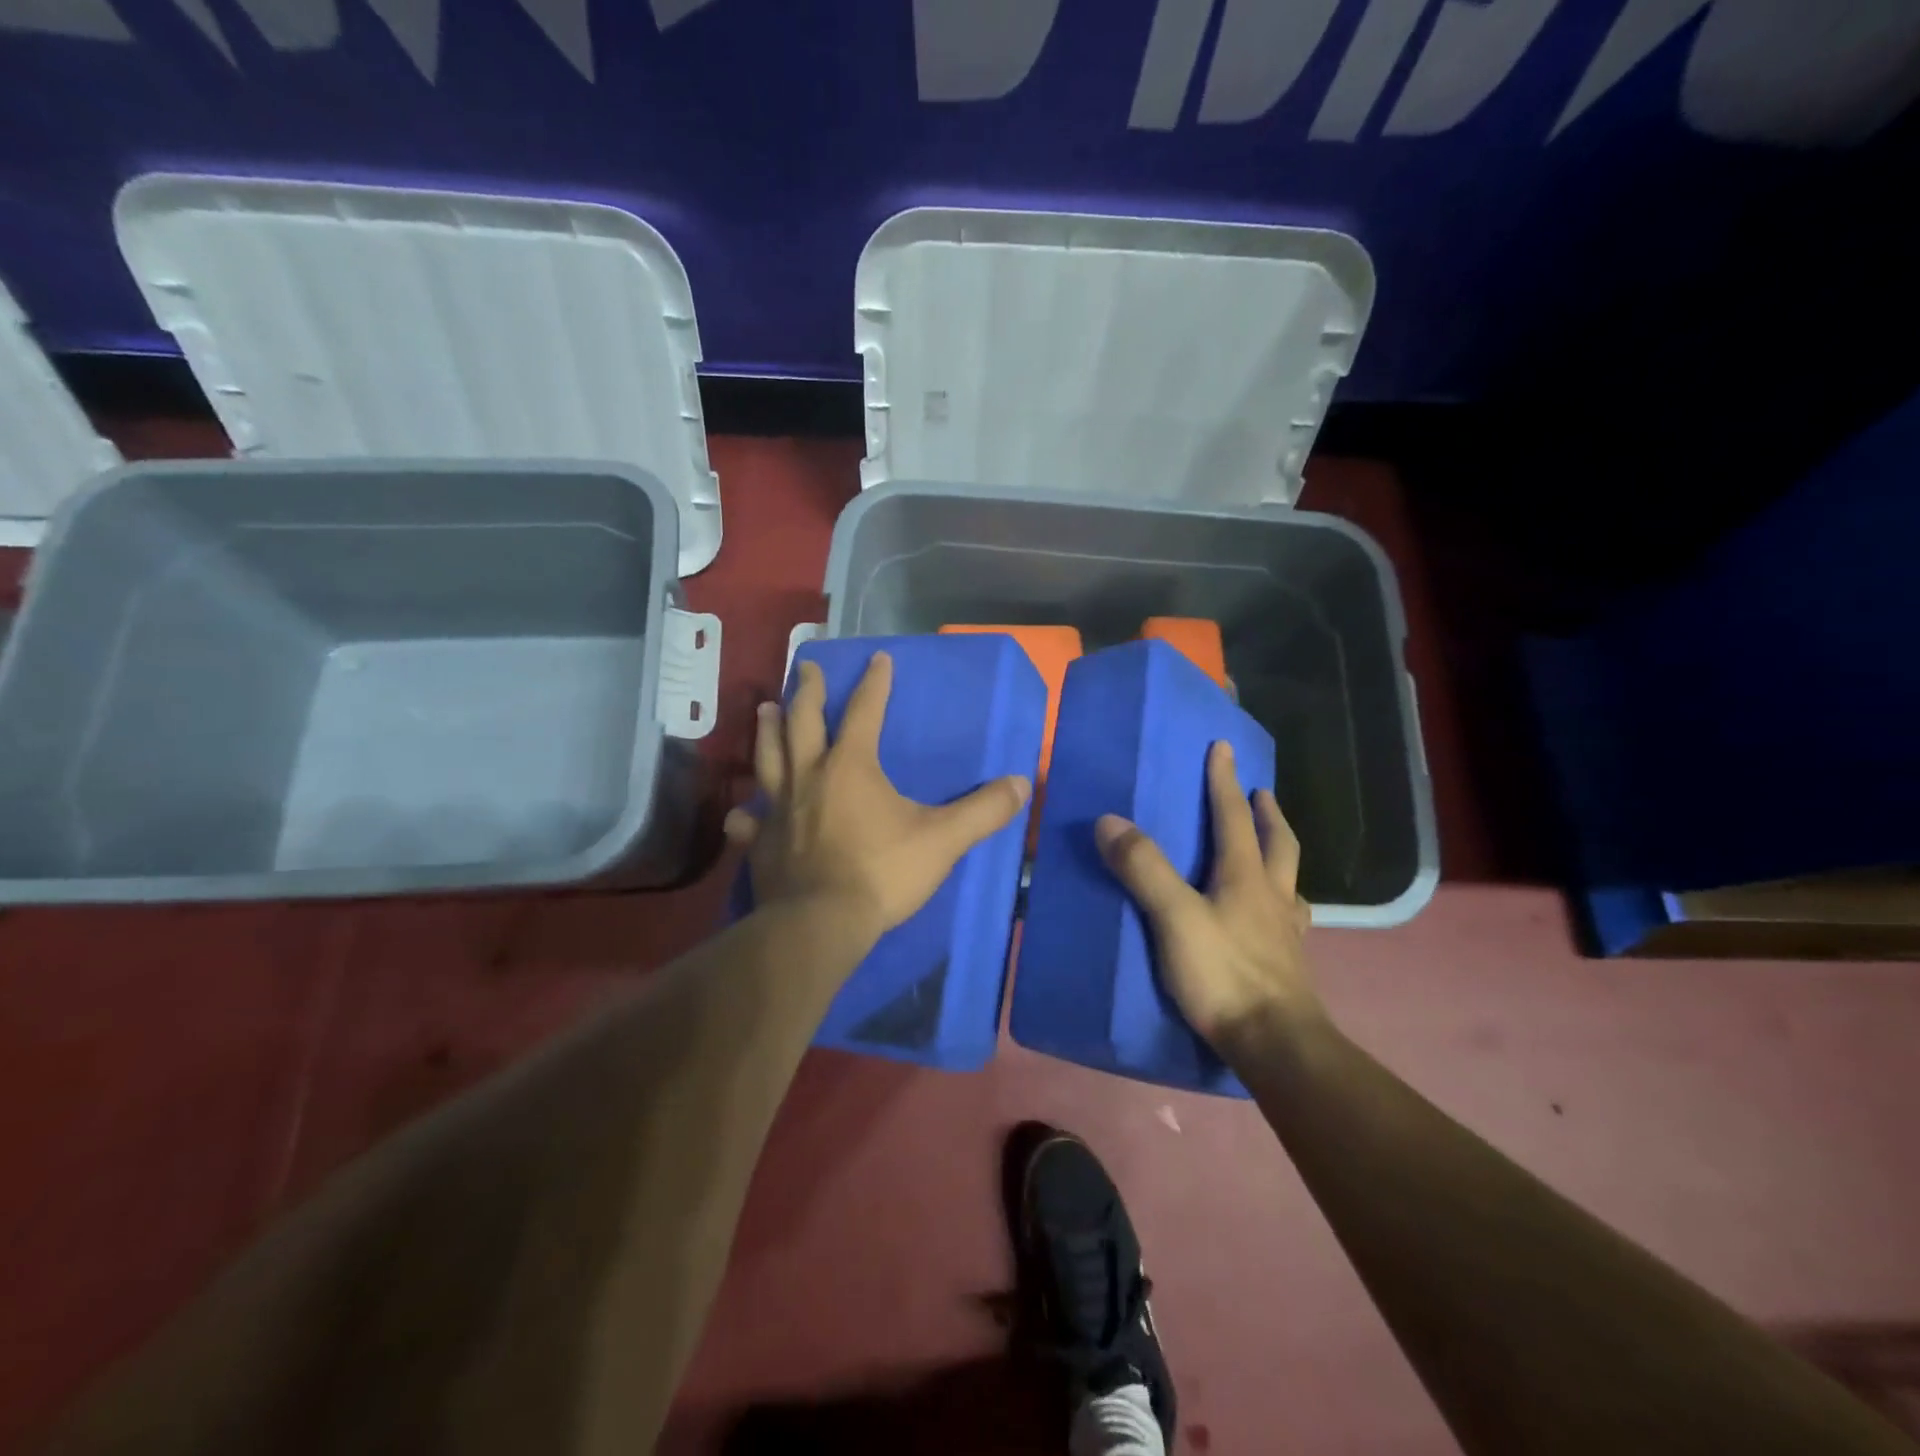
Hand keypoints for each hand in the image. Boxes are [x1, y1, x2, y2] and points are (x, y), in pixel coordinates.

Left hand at [724, 652, 1031, 943]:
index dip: (875, 684)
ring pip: (768, 758)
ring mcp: (779, 808)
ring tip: (765, 708)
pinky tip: (740, 812)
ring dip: (767, 731)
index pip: (866, 712)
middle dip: (807, 691)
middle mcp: (809, 776)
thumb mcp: (942, 840)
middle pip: (804, 722)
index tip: (878, 658)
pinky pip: (749, 821)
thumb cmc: (882, 873)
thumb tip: (1023, 784)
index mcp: (851, 766)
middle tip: (805, 666)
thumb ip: (983, 811)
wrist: (822, 923)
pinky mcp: (761, 843)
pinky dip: (745, 813)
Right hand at [1096, 741, 1319, 1049]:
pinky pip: (1288, 918)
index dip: (1224, 780)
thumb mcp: (1174, 917)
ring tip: (1268, 850)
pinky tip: (1274, 917)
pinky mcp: (1288, 963)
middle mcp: (1271, 895)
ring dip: (1279, 854)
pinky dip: (1281, 901)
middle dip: (1266, 813)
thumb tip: (1109, 820)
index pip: (1233, 816)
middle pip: (1277, 842)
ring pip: (1288, 879)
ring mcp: (1285, 931)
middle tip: (1260, 793)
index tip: (1224, 747)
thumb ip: (1143, 868)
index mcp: (1245, 876)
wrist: (1276, 1045)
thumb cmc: (1224, 975)